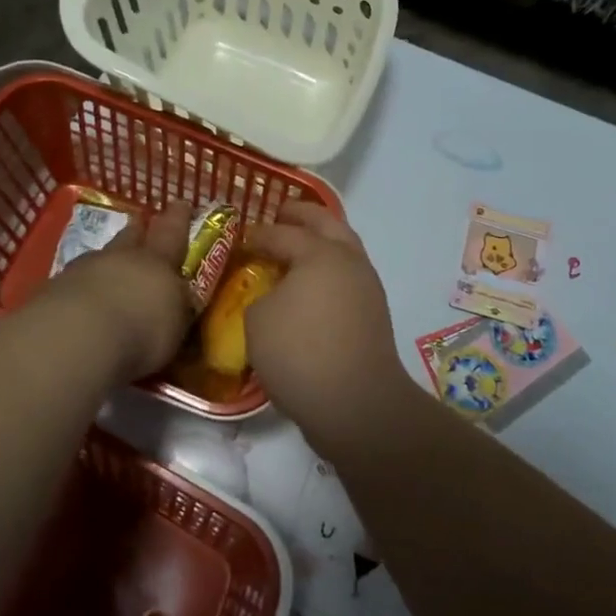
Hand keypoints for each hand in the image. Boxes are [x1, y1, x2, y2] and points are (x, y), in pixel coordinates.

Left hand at [47, 200, 193, 381]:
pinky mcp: (52, 290)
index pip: (172, 232)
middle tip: (140, 224)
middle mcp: (119, 257)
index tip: (181, 203)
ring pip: (99, 257)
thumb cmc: (141, 332)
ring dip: (106, 262)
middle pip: (130, 237)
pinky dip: (80, 289)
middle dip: (138, 231)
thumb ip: (176, 311)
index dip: (178, 218)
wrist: (75, 339)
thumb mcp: (175, 327)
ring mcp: (81, 270)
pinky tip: (81, 304)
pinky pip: (73, 283)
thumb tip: (179, 304)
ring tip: (109, 271)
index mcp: (156, 262)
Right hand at [242, 203, 413, 441]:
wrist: (356, 403)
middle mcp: (349, 261)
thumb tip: (275, 295)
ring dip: (322, 240)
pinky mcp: (374, 313)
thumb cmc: (300, 354)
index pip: (283, 233)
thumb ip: (261, 295)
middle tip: (282, 213)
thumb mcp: (258, 320)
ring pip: (345, 248)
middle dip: (303, 215)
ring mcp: (367, 287)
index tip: (241, 237)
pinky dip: (329, 269)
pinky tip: (311, 284)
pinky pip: (348, 276)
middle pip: (327, 224)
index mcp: (320, 254)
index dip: (259, 233)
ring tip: (298, 245)